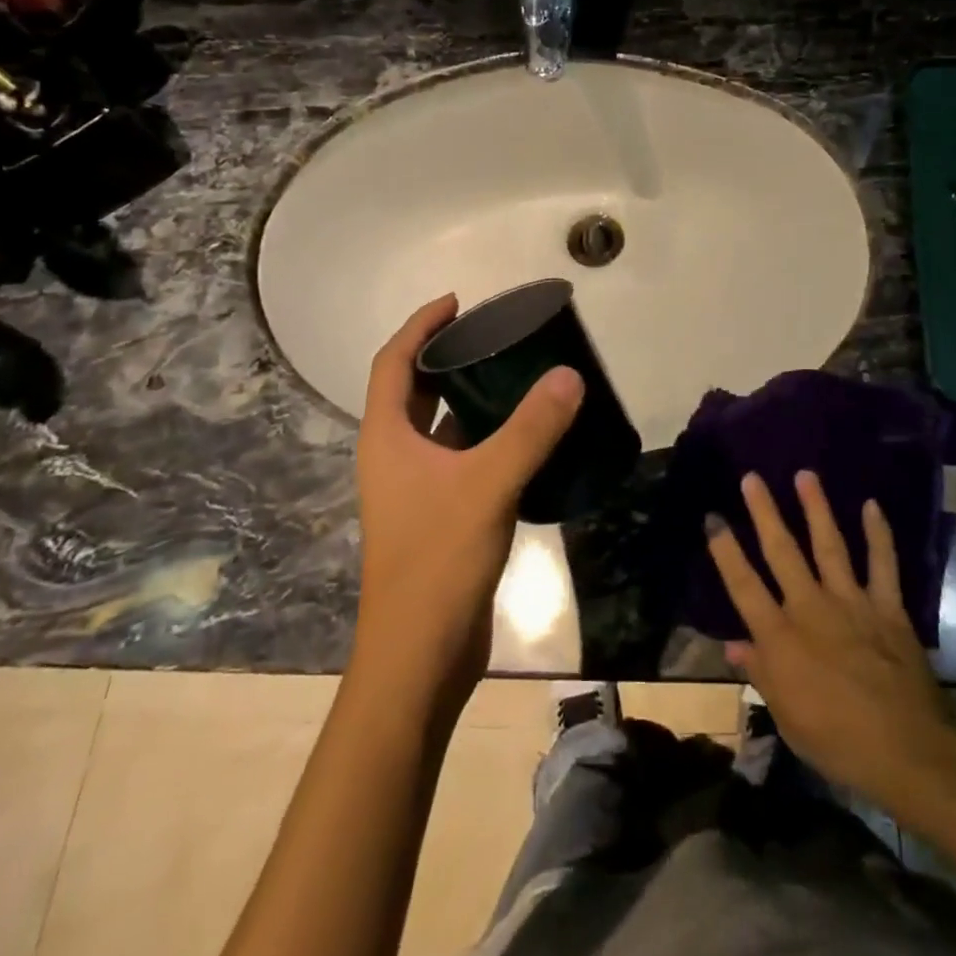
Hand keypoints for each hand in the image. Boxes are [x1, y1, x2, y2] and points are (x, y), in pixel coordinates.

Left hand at [353, 294, 583, 699]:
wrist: (421, 654)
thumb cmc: (438, 560)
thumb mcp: (488, 484)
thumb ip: (531, 429)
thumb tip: (569, 376)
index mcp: (387, 438)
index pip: (393, 362)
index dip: (420, 326)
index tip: (457, 301)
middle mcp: (394, 456)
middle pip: (415, 390)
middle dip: (447, 357)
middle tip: (494, 336)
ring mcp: (416, 489)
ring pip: (441, 426)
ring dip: (470, 398)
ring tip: (516, 374)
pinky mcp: (440, 514)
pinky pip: (462, 458)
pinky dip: (488, 437)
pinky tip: (527, 435)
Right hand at [707, 471, 955, 816]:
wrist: (907, 750)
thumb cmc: (838, 742)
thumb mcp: (787, 717)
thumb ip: (761, 674)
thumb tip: (733, 645)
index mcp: (780, 638)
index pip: (743, 584)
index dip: (725, 549)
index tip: (713, 517)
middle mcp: (811, 608)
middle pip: (782, 551)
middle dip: (765, 512)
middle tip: (752, 477)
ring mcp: (851, 602)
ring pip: (829, 545)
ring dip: (816, 508)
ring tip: (805, 475)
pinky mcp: (887, 607)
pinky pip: (882, 563)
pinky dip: (878, 534)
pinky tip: (872, 506)